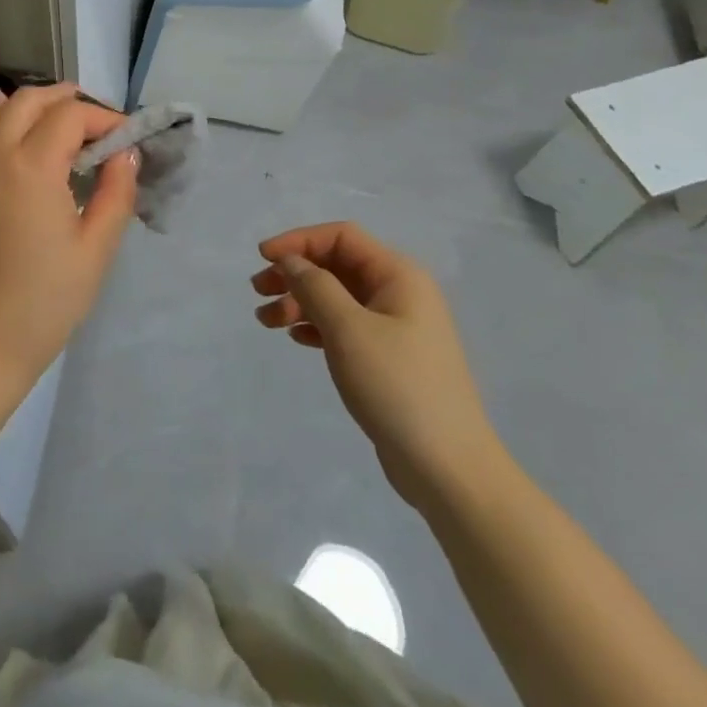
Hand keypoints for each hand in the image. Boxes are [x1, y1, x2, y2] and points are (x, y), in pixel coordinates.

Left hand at [0, 85, 137, 387]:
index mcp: (31, 166)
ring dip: (36, 106)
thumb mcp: (95, 250)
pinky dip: (4, 119)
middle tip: (100, 125)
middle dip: (69, 100)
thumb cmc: (44, 302)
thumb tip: (126, 153)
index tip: (128, 138)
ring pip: (1, 110)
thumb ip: (116, 192)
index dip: (105, 118)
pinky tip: (19, 132)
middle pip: (31, 99)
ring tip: (66, 123)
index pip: (71, 116)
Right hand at [253, 222, 506, 512]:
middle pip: (337, 265)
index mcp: (399, 275)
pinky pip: (345, 326)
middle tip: (258, 291)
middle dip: (295, 273)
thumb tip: (291, 261)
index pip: (341, 237)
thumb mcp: (348, 329)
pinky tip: (295, 338)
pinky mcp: (389, 358)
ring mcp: (396, 327)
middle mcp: (400, 293)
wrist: (449, 469)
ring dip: (299, 301)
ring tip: (266, 322)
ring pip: (337, 297)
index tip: (263, 257)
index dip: (299, 240)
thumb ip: (315, 286)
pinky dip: (316, 325)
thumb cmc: (397, 387)